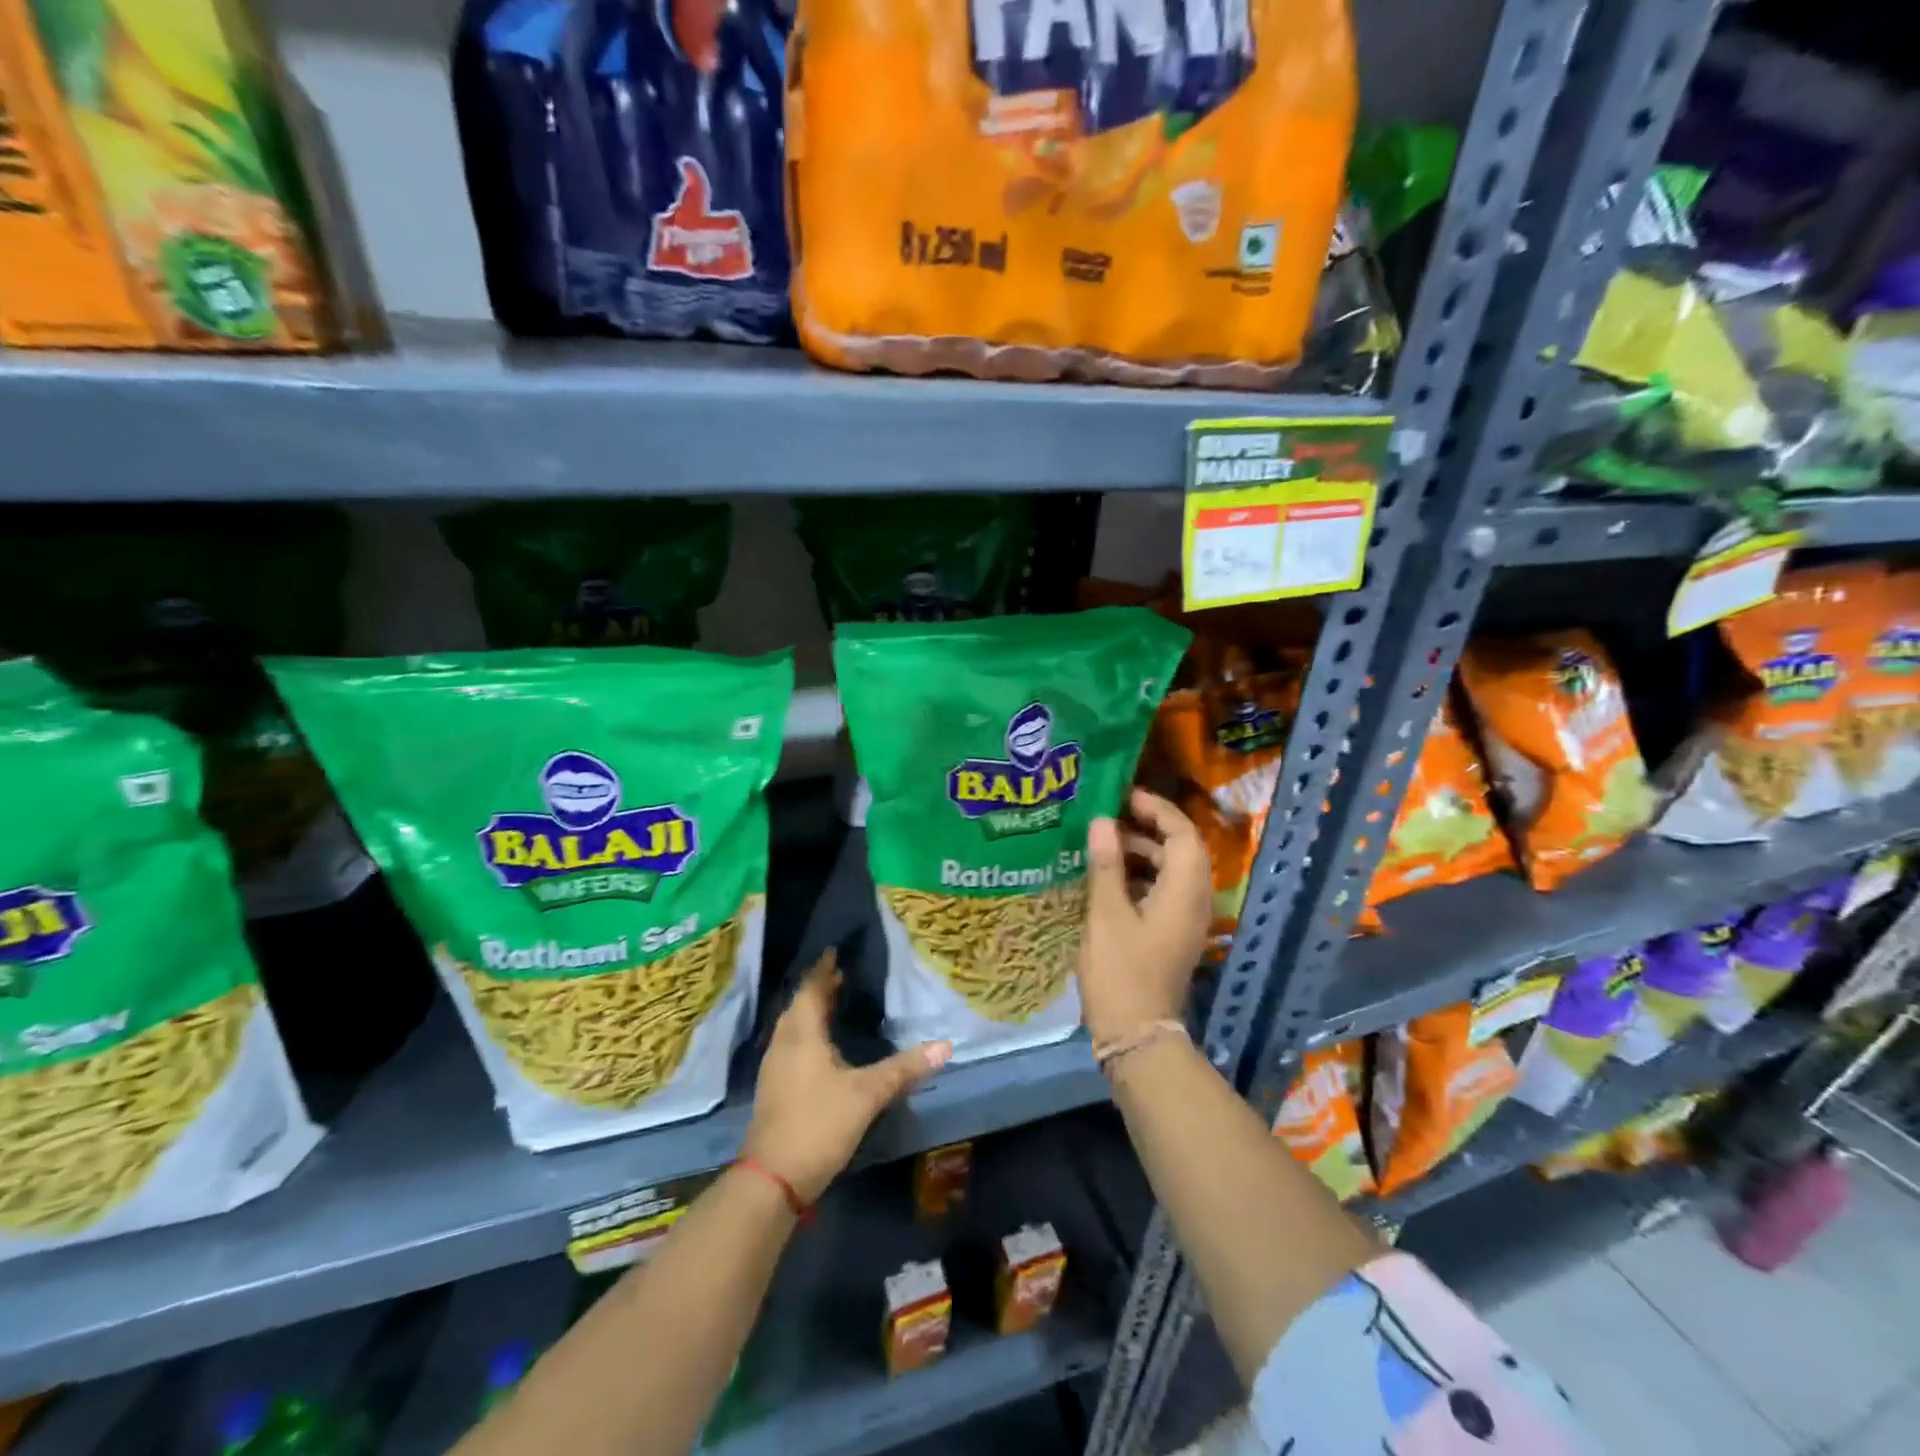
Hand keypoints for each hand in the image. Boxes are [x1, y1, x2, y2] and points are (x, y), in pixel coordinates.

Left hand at [743, 951, 951, 1203]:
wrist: (773, 1179)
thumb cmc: (819, 1123)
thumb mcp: (867, 1094)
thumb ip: (904, 1068)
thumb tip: (945, 1046)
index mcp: (802, 1033)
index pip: (811, 989)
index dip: (823, 970)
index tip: (835, 952)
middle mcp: (784, 1043)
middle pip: (799, 1005)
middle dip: (819, 989)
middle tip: (842, 975)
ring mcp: (775, 1067)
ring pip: (793, 1027)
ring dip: (811, 1011)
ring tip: (834, 1004)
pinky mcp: (774, 1089)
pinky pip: (791, 1045)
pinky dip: (807, 1034)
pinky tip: (822, 1046)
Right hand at [1077, 788, 1211, 1045]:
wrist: (1136, 1034)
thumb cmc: (1120, 971)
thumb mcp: (1106, 914)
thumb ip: (1106, 864)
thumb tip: (1102, 822)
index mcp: (1184, 892)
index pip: (1182, 834)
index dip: (1157, 810)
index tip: (1123, 796)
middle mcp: (1193, 901)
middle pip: (1180, 850)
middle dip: (1147, 827)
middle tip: (1108, 815)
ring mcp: (1185, 920)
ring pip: (1170, 871)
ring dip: (1141, 851)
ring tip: (1102, 841)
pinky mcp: (1171, 933)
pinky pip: (1162, 890)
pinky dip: (1139, 875)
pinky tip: (1107, 875)